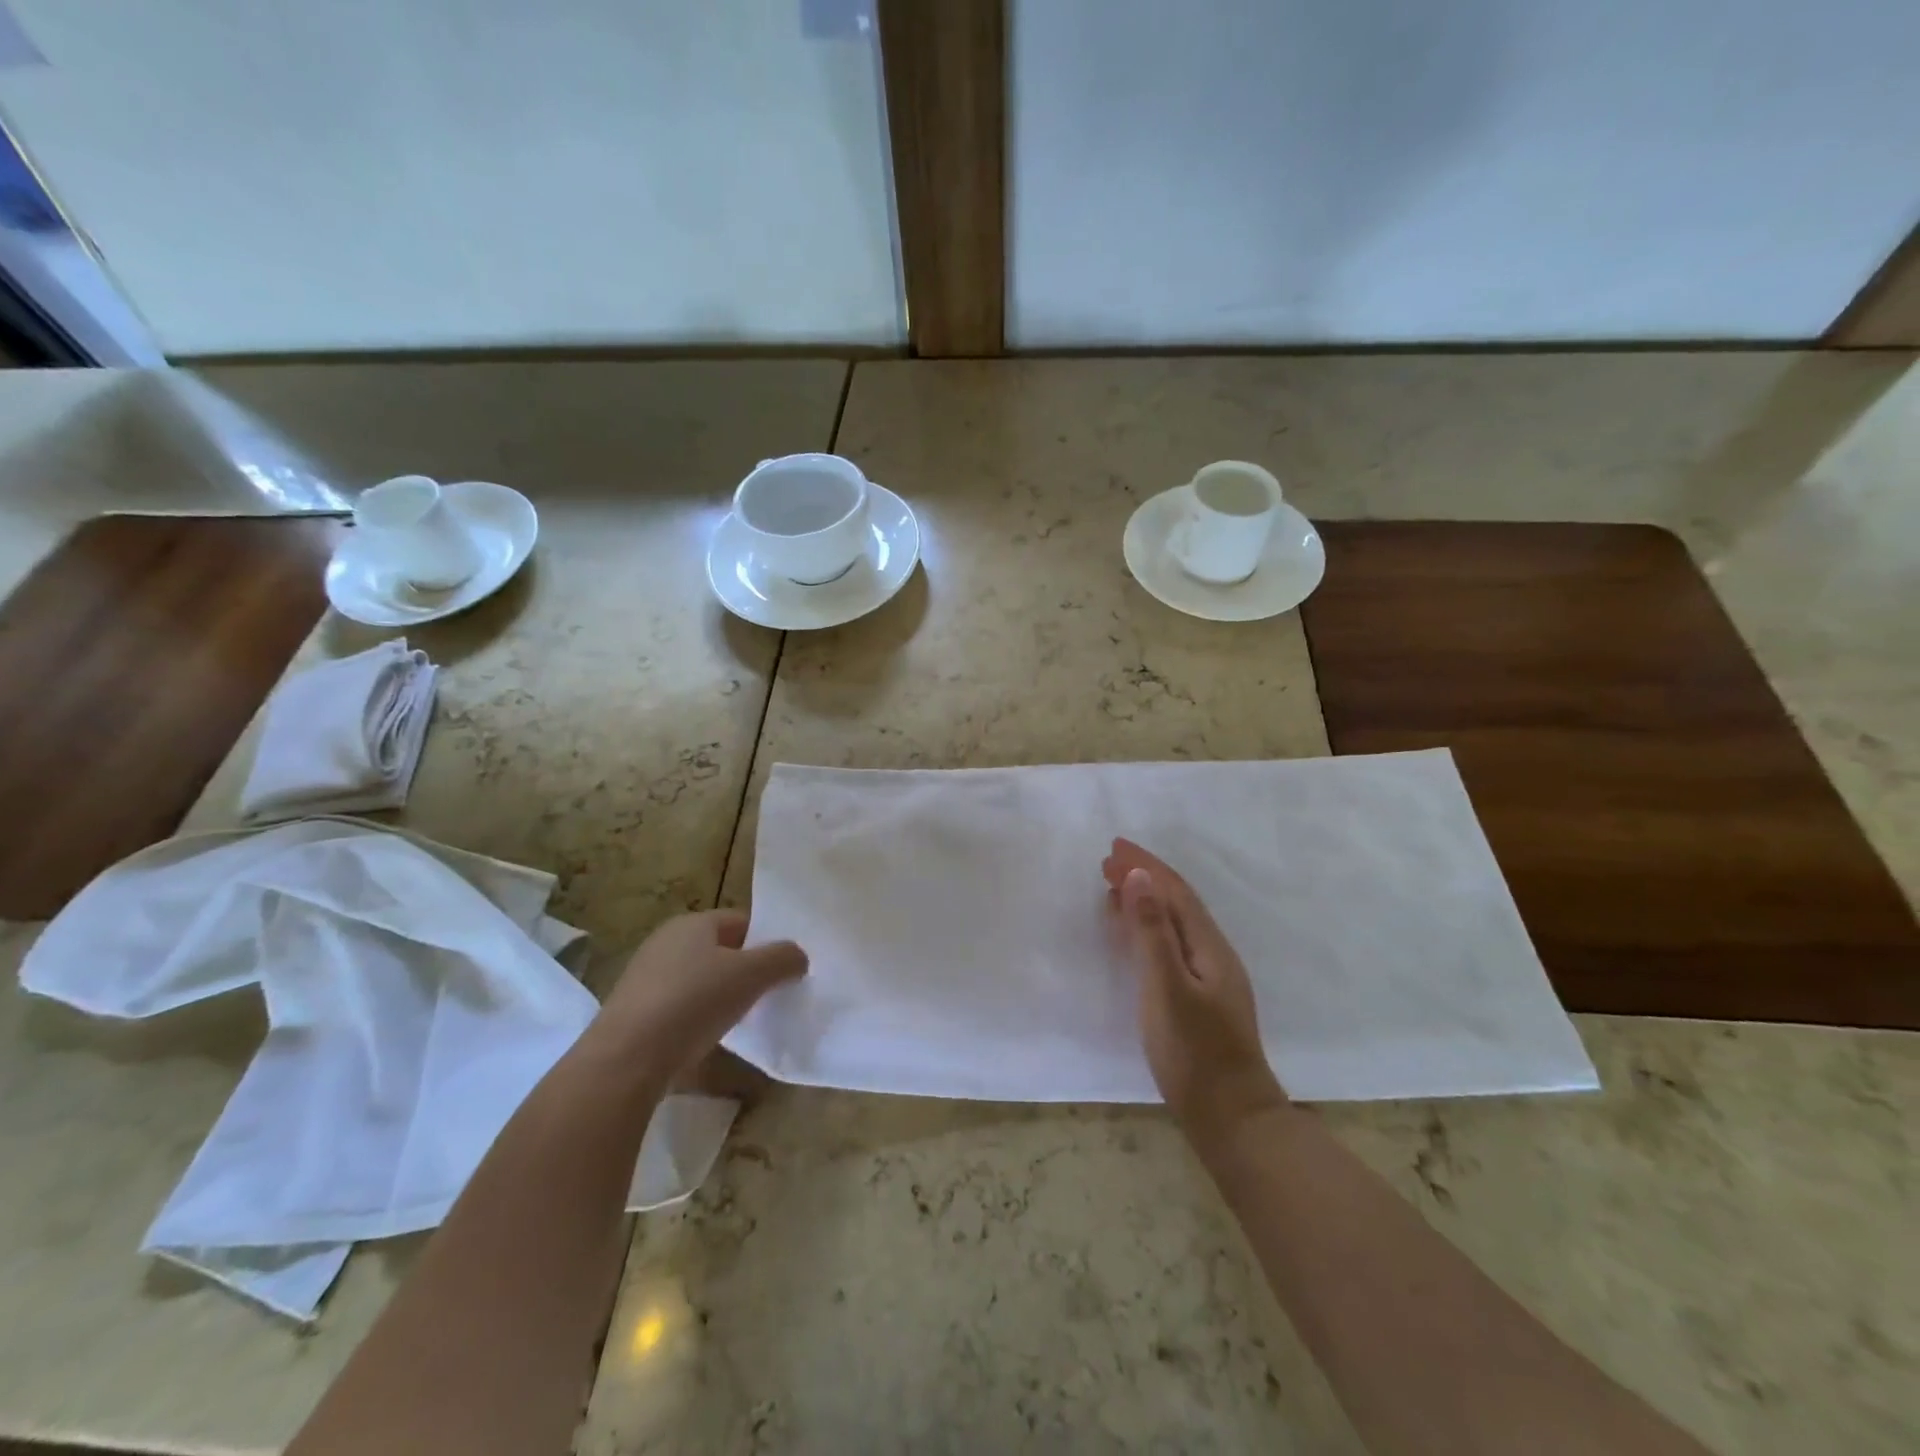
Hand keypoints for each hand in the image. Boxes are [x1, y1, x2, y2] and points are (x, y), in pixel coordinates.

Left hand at [590, 910, 806, 1088]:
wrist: (625, 1060)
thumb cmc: (694, 1002)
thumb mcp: (752, 975)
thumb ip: (783, 959)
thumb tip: (798, 956)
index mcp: (692, 923)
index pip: (741, 921)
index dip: (766, 941)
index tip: (784, 968)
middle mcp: (665, 942)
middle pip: (719, 950)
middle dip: (745, 970)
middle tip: (769, 994)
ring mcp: (645, 978)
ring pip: (698, 980)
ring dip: (721, 996)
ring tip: (742, 1021)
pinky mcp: (633, 1013)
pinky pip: (678, 1007)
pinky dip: (696, 1019)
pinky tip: (707, 1040)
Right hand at [1103, 838, 1287, 1138]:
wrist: (1230, 1118)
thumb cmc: (1194, 1052)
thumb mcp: (1166, 987)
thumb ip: (1152, 932)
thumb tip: (1139, 877)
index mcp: (1209, 946)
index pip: (1175, 892)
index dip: (1146, 867)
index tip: (1113, 847)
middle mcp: (1214, 954)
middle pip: (1176, 903)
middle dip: (1144, 878)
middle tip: (1107, 862)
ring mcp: (1210, 978)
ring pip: (1174, 924)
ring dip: (1145, 902)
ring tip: (1113, 889)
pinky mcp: (1199, 999)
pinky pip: (1170, 946)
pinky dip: (1148, 930)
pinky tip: (1132, 939)